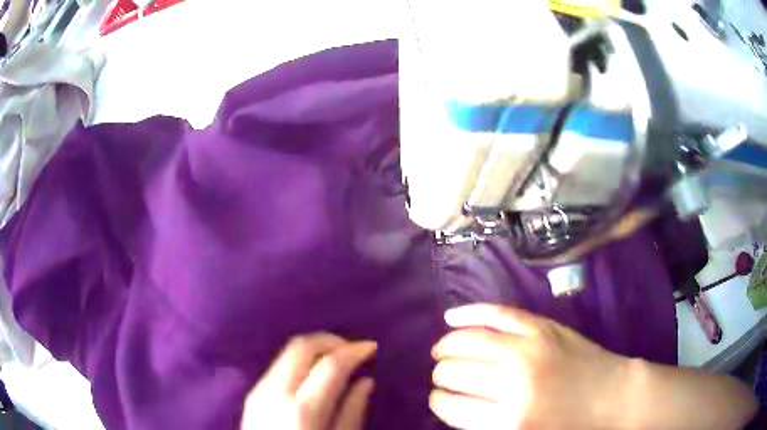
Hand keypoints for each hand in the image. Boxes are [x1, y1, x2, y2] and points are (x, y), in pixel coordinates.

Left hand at [241, 333, 376, 429]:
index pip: (330, 363)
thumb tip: (365, 381)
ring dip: (315, 350)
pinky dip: (300, 362)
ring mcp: (258, 391)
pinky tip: (313, 376)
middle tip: (352, 351)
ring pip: (287, 352)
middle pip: (301, 346)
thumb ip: (352, 412)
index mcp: (303, 409)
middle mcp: (275, 392)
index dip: (354, 350)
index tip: (371, 347)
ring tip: (337, 362)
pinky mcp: (252, 395)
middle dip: (331, 341)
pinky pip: (278, 366)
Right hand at [429, 304, 626, 429]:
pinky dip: (469, 313)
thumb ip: (484, 426)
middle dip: (441, 376)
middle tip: (444, 378)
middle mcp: (514, 383)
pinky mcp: (542, 326)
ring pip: (468, 340)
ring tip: (441, 352)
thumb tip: (452, 404)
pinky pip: (497, 313)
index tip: (440, 400)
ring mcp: (529, 348)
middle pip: (454, 372)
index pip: (451, 406)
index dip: (439, 402)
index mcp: (508, 421)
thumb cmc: (569, 427)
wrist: (612, 396)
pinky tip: (451, 318)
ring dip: (446, 346)